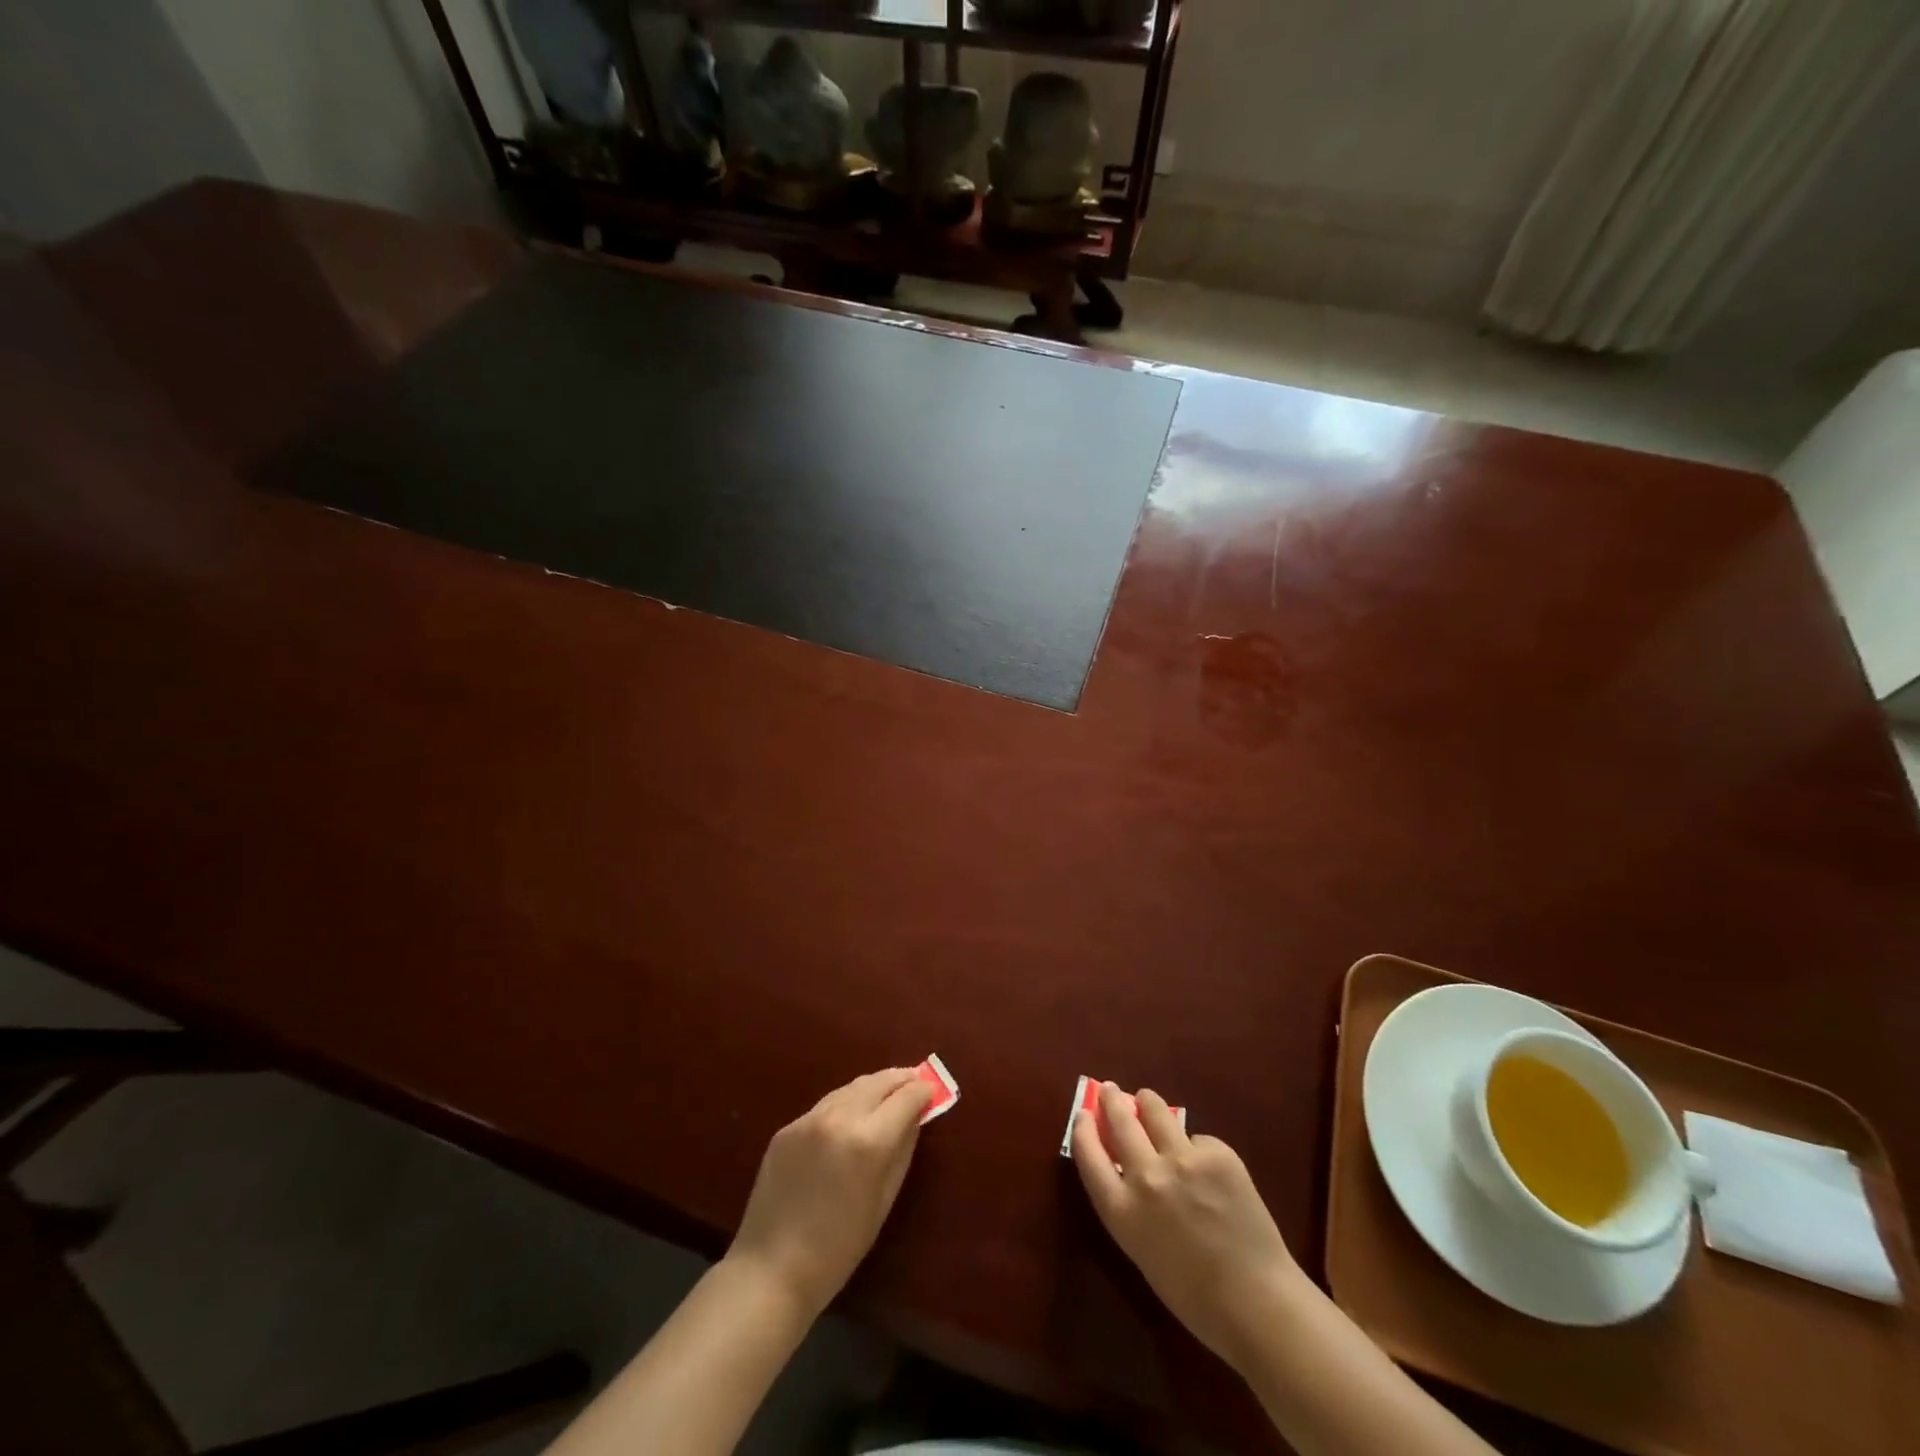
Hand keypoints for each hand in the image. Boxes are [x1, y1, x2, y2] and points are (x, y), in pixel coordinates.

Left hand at [727, 1067, 932, 1318]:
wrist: (770, 1270)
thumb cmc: (839, 1249)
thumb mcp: (884, 1201)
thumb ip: (903, 1150)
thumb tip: (916, 1117)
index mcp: (868, 1141)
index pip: (905, 1097)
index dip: (923, 1091)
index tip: (933, 1090)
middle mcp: (839, 1117)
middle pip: (878, 1082)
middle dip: (900, 1079)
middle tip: (915, 1080)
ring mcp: (809, 1119)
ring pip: (850, 1087)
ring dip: (873, 1086)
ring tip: (887, 1092)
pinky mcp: (787, 1127)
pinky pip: (825, 1106)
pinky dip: (845, 1104)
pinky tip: (851, 1116)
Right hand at [1071, 1082, 1302, 1369]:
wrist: (1258, 1303)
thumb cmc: (1194, 1294)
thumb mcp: (1141, 1249)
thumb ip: (1128, 1203)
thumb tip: (1125, 1164)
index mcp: (1122, 1211)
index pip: (1087, 1154)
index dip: (1082, 1128)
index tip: (1083, 1112)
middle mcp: (1146, 1178)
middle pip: (1120, 1121)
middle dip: (1111, 1100)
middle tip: (1110, 1089)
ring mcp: (1182, 1160)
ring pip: (1154, 1110)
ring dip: (1146, 1102)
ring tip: (1146, 1099)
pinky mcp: (1216, 1153)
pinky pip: (1197, 1138)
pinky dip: (1195, 1146)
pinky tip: (1205, 1163)